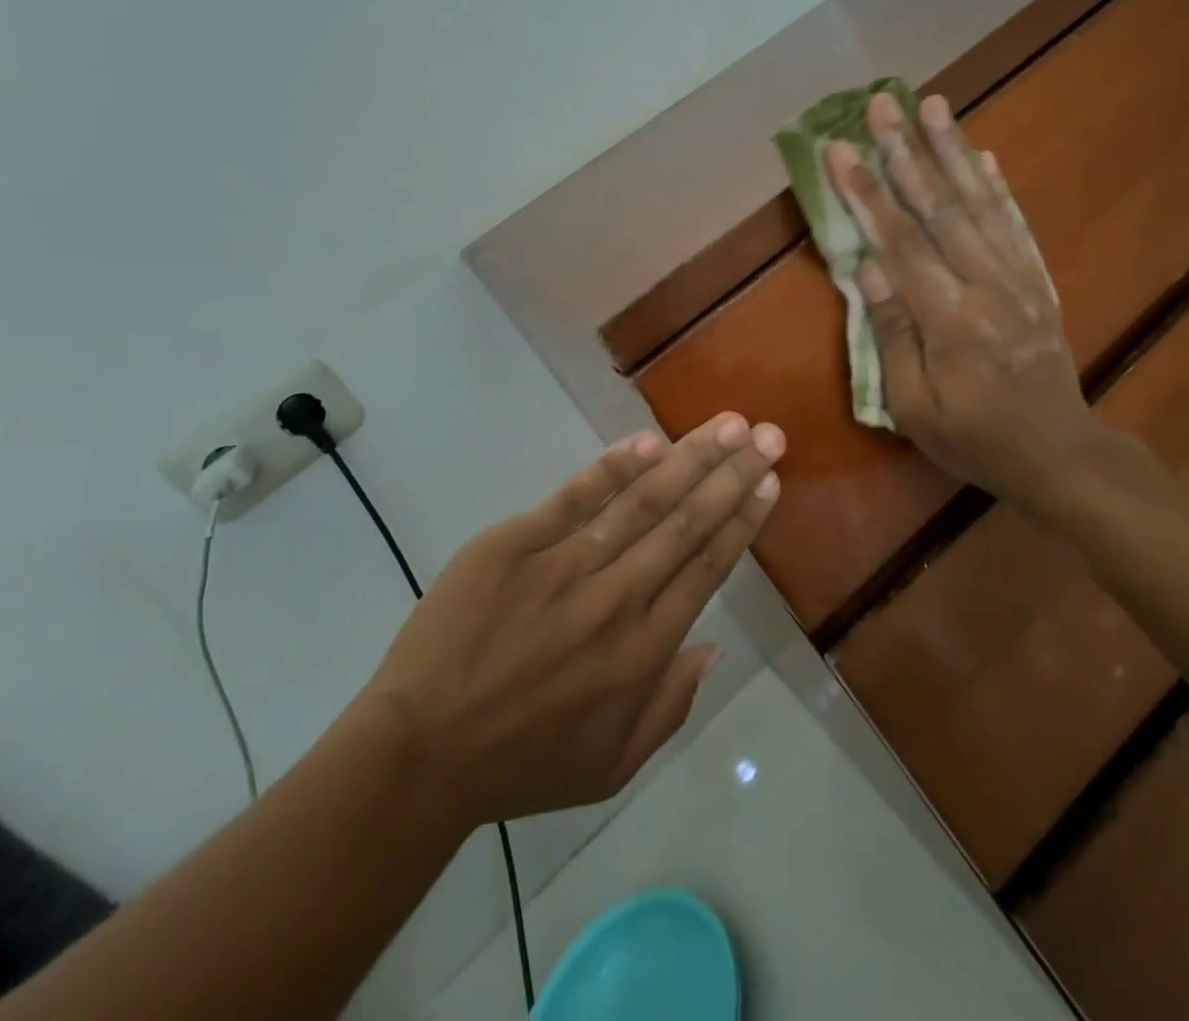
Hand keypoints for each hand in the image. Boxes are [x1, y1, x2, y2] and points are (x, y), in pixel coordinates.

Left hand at [360, 412, 783, 829]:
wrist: (420, 753)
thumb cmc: (522, 763)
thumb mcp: (613, 764)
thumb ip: (672, 705)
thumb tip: (717, 645)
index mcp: (644, 651)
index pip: (707, 568)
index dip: (742, 520)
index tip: (768, 482)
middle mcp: (617, 600)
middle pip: (687, 524)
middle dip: (732, 474)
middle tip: (768, 435)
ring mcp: (564, 567)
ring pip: (642, 502)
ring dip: (689, 459)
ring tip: (727, 424)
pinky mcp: (514, 545)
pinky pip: (573, 497)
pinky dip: (613, 467)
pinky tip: (649, 441)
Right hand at [825, 91, 1106, 514]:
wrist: (1058, 453)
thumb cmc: (974, 439)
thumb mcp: (915, 408)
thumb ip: (893, 335)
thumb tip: (869, 271)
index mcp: (950, 319)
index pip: (900, 243)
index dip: (867, 193)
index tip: (840, 148)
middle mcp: (987, 284)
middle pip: (941, 207)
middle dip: (907, 150)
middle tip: (882, 102)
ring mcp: (1018, 277)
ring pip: (980, 202)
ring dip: (953, 150)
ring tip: (932, 104)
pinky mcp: (1036, 280)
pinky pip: (1015, 223)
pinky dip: (996, 185)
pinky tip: (982, 155)